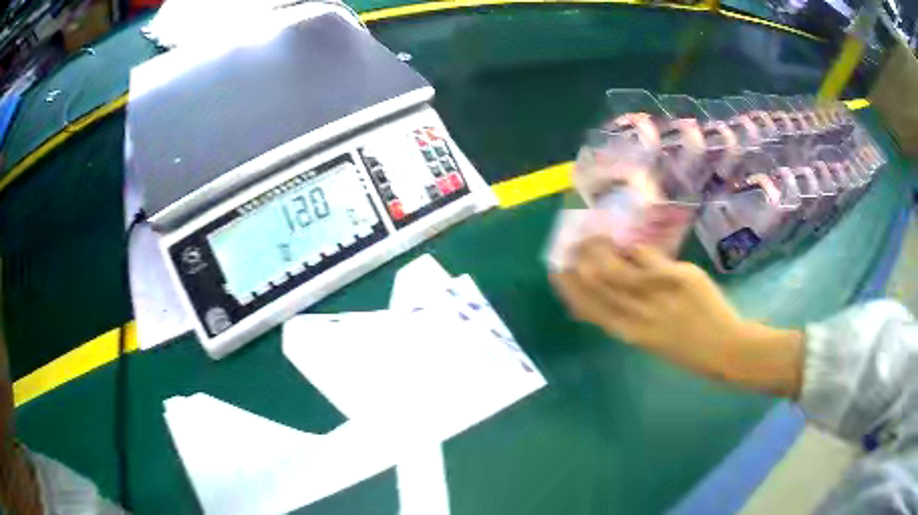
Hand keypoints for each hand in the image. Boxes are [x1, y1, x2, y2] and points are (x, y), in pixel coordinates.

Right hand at [550, 238, 803, 396]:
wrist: (725, 349)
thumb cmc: (687, 350)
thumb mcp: (652, 340)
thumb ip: (630, 319)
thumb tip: (610, 292)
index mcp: (628, 334)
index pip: (588, 308)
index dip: (568, 288)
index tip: (557, 270)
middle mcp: (637, 315)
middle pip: (597, 282)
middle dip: (580, 260)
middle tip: (576, 243)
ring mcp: (657, 294)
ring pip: (617, 266)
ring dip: (601, 248)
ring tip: (596, 236)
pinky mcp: (677, 277)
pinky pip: (648, 256)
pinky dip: (634, 247)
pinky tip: (630, 243)